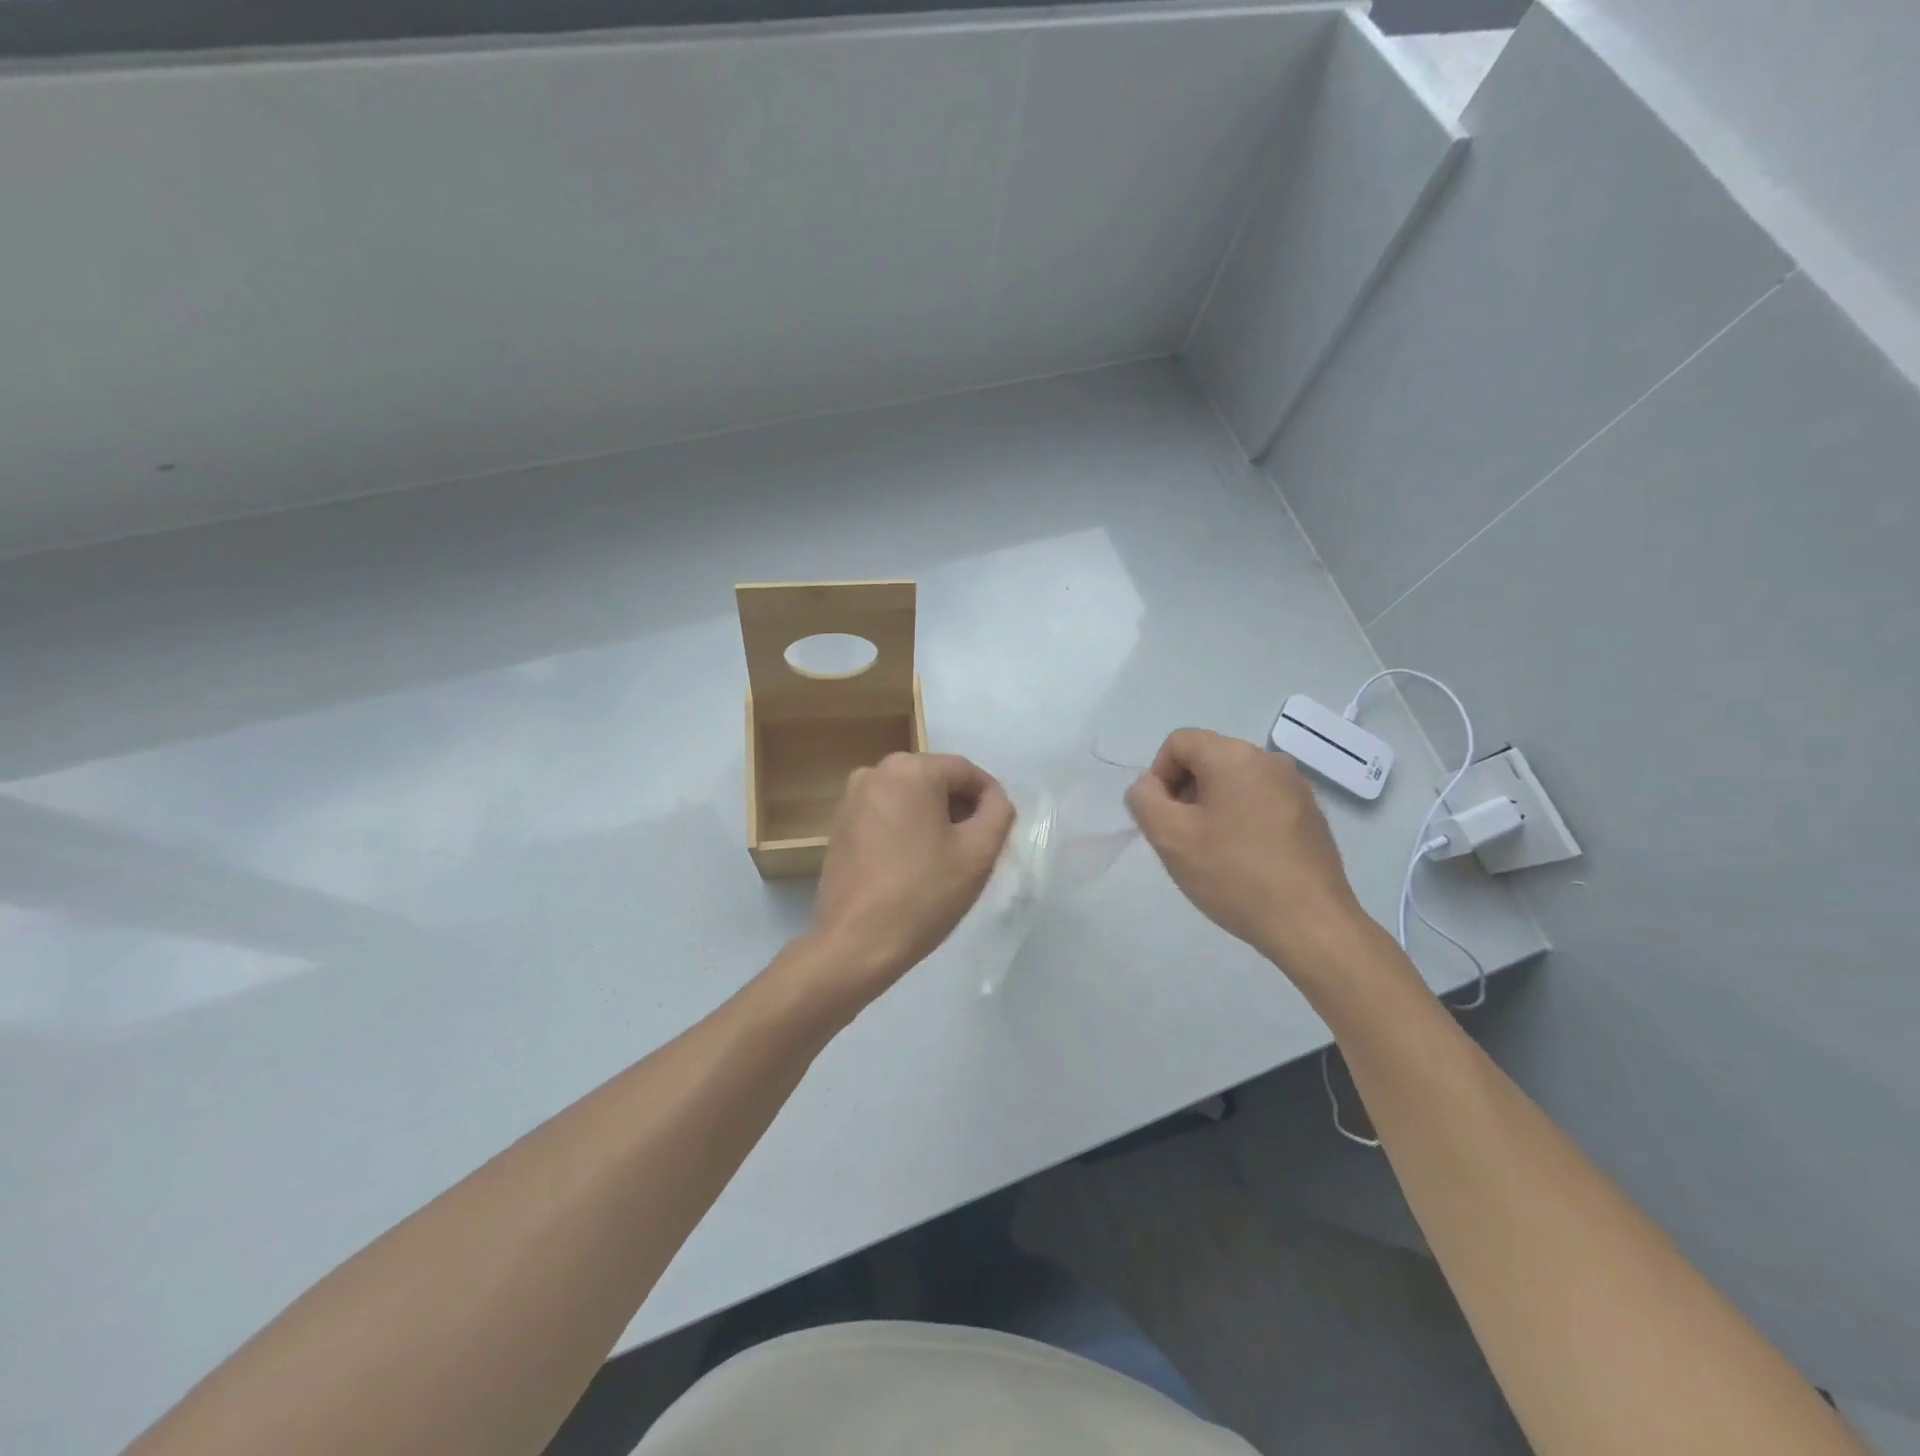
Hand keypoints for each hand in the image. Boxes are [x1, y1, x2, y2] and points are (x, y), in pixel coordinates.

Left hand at [805, 752, 1014, 1007]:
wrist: (856, 943)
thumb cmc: (923, 894)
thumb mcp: (978, 853)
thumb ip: (997, 813)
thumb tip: (993, 799)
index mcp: (909, 769)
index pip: (965, 771)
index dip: (989, 798)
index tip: (1000, 830)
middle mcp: (875, 772)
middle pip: (935, 781)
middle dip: (960, 808)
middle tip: (977, 847)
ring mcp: (851, 798)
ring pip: (910, 798)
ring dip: (934, 819)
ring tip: (947, 859)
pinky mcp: (839, 825)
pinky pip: (886, 814)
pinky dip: (906, 829)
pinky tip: (915, 864)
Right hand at [1124, 728, 1372, 976]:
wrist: (1310, 924)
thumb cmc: (1234, 874)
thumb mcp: (1170, 837)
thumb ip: (1145, 799)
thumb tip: (1149, 785)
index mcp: (1234, 755)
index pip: (1178, 743)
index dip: (1158, 776)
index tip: (1162, 818)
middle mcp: (1269, 759)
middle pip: (1207, 758)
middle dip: (1184, 792)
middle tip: (1182, 839)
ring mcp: (1295, 786)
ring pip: (1234, 782)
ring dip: (1211, 807)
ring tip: (1212, 853)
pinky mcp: (1310, 814)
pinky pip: (1260, 801)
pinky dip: (1241, 819)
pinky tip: (1244, 860)